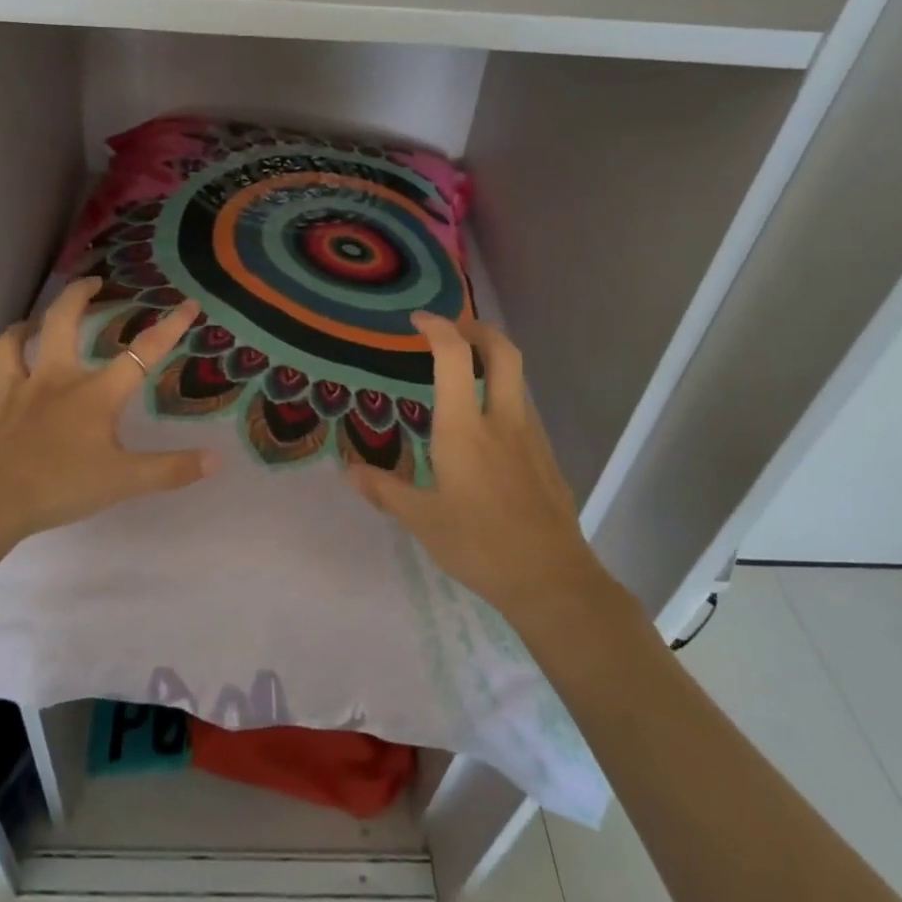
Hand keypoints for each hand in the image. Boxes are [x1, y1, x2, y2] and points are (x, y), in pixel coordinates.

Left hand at [0, 278, 218, 569]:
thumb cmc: (62, 486)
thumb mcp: (124, 481)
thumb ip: (171, 470)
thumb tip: (217, 459)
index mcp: (94, 393)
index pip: (141, 353)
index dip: (169, 327)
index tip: (188, 304)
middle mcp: (55, 379)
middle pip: (62, 321)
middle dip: (77, 294)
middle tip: (93, 282)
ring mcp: (17, 389)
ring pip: (13, 341)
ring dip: (27, 324)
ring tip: (36, 320)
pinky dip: (2, 368)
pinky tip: (5, 372)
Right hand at [347, 313, 607, 629]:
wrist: (552, 580)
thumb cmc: (479, 545)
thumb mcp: (422, 521)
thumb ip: (385, 490)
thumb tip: (349, 471)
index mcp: (465, 428)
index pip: (454, 357)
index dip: (438, 328)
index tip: (418, 321)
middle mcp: (502, 420)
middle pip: (503, 351)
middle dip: (478, 328)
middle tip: (453, 330)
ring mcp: (531, 436)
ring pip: (518, 379)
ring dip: (494, 361)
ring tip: (464, 376)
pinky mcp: (547, 457)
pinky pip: (524, 409)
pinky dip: (503, 396)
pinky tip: (485, 430)